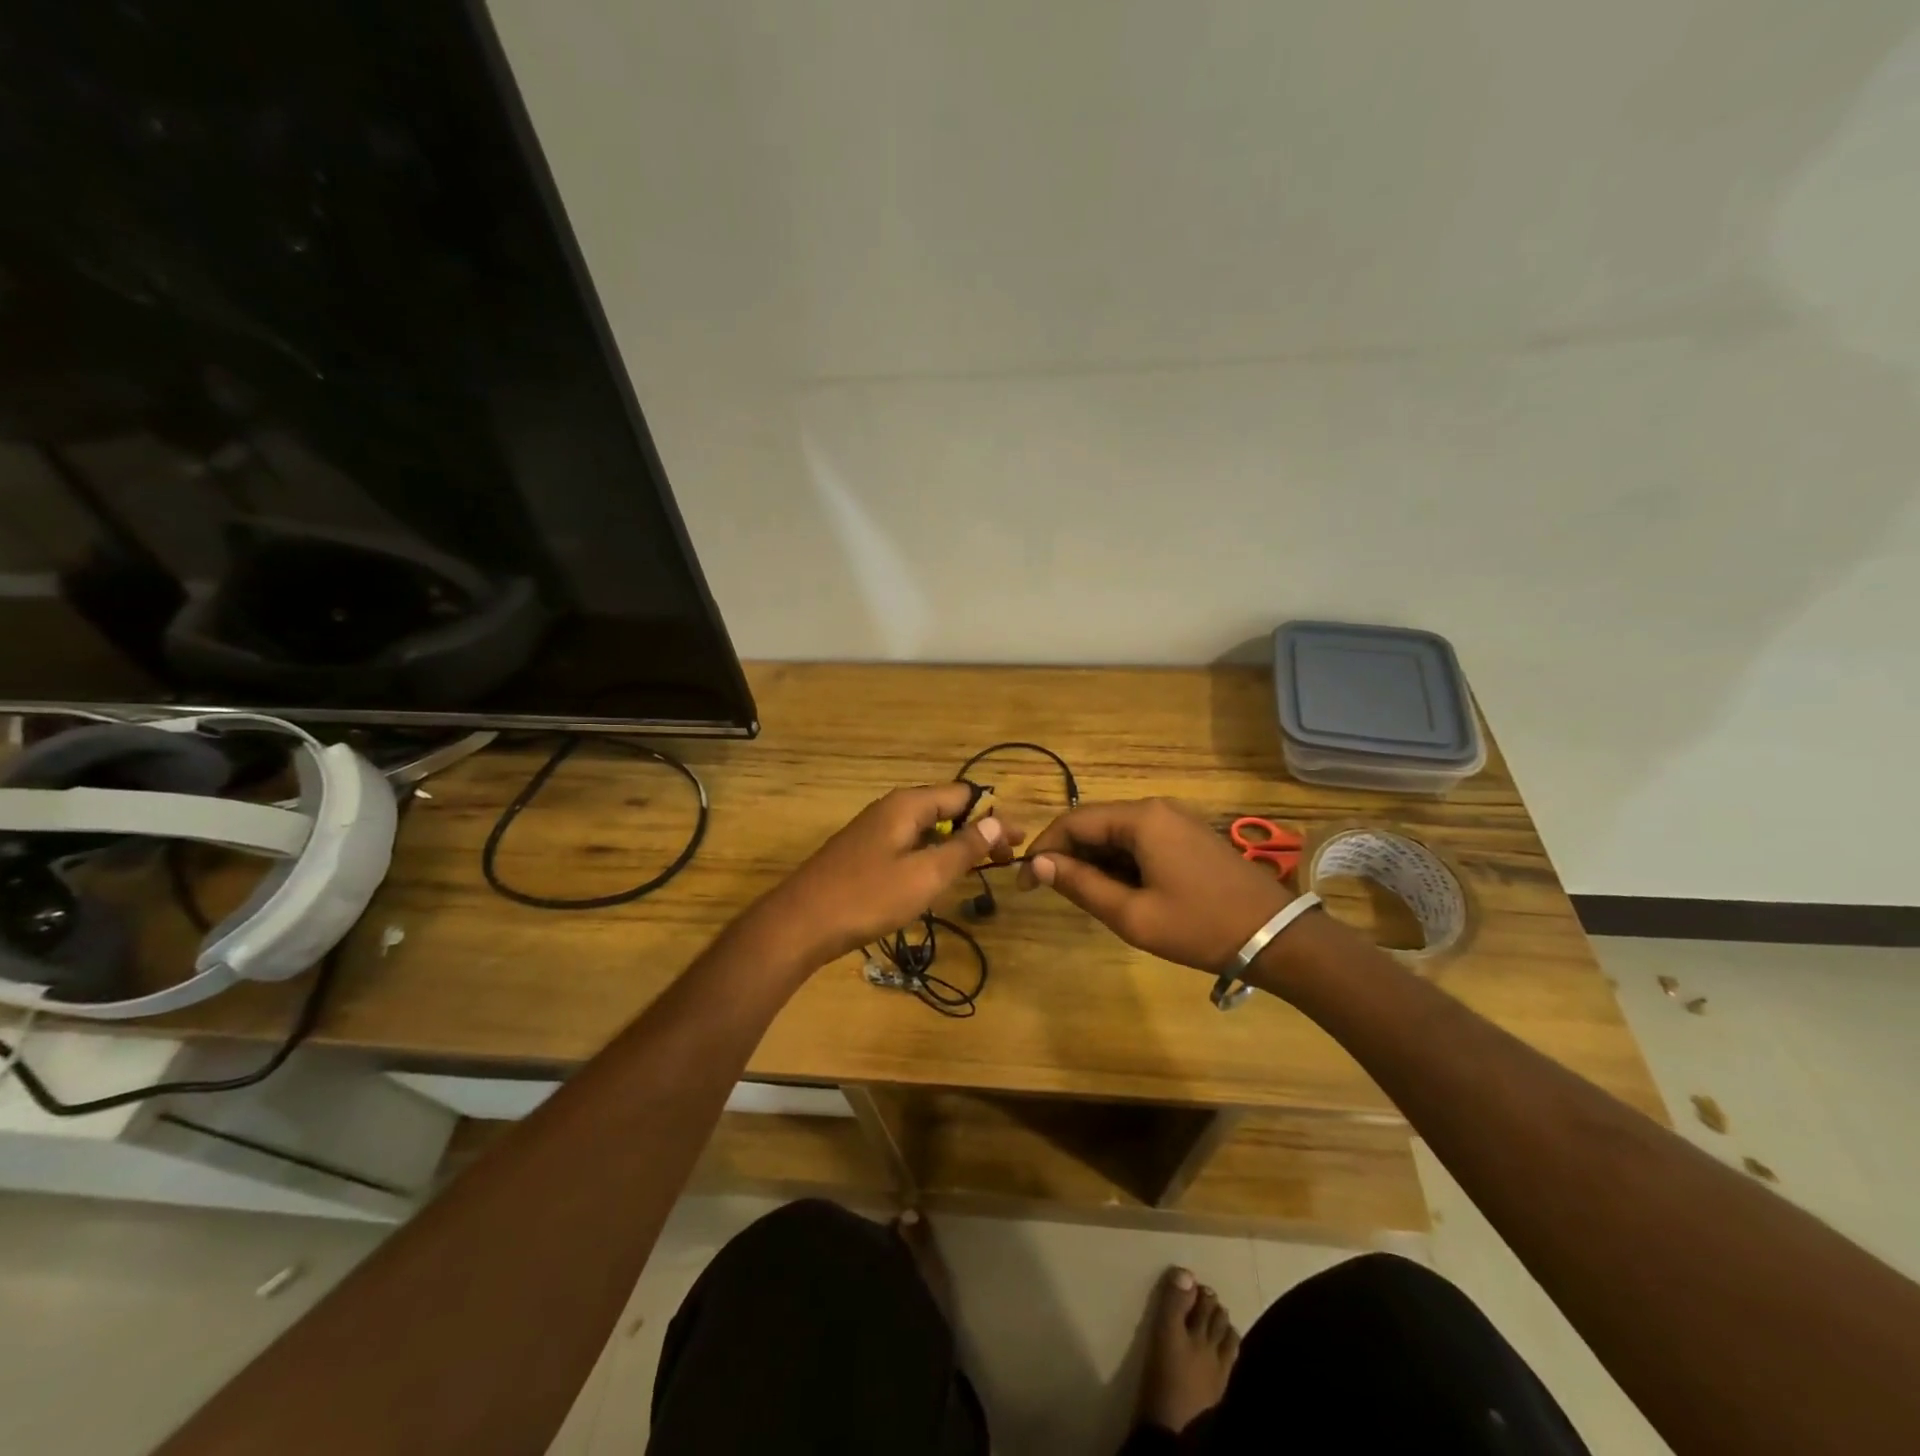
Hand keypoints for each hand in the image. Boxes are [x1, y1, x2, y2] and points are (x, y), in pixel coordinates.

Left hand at [755, 783, 1023, 966]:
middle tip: (1004, 861)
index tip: (1017, 843)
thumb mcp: (925, 875)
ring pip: (925, 830)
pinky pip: (907, 846)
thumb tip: (998, 819)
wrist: (800, 924)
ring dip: (954, 846)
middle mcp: (890, 809)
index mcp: (907, 805)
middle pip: (945, 810)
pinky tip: (936, 880)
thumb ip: (964, 847)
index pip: (963, 795)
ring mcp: (872, 831)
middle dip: (977, 832)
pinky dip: (930, 857)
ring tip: (979, 870)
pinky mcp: (862, 854)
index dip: (993, 816)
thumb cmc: (868, 897)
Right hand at [1017, 798, 1290, 971]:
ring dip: (1093, 861)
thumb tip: (1038, 864)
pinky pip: (1139, 841)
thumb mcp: (1132, 914)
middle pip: (1094, 824)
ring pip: (1116, 834)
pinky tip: (1118, 891)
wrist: (1277, 937)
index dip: (1043, 849)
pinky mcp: (1188, 836)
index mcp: (1140, 819)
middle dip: (1066, 855)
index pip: (1073, 822)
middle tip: (1050, 893)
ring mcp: (1175, 820)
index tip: (1024, 883)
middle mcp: (1155, 808)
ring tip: (1083, 897)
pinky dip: (1119, 862)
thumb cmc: (1199, 926)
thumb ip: (1080, 885)